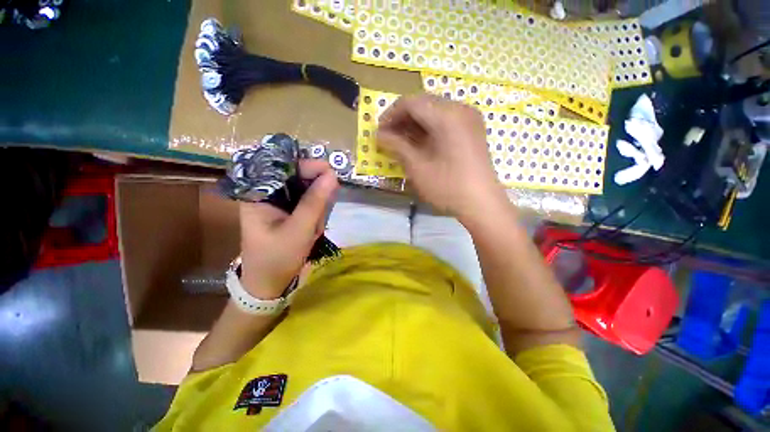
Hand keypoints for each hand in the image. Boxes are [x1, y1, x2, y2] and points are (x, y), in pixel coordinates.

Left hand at [239, 160, 338, 298]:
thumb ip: (315, 201)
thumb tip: (332, 174)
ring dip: (317, 209)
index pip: (283, 168)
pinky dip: (317, 216)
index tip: (331, 173)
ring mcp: (280, 204)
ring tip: (314, 229)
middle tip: (321, 215)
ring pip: (308, 192)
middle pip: (298, 179)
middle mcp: (268, 194)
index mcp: (258, 194)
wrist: (269, 285)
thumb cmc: (277, 258)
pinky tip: (314, 230)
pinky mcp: (290, 212)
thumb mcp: (299, 229)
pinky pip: (309, 204)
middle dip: (315, 196)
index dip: (308, 166)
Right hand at [377, 94, 506, 222]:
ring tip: (402, 142)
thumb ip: (397, 146)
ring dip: (415, 124)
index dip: (390, 115)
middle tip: (389, 138)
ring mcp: (469, 118)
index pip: (411, 102)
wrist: (482, 204)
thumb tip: (379, 135)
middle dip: (402, 119)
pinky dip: (429, 128)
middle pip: (423, 104)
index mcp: (447, 115)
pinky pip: (446, 120)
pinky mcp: (473, 129)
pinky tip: (421, 143)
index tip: (379, 132)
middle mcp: (460, 109)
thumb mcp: (417, 167)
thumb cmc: (448, 187)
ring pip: (434, 111)